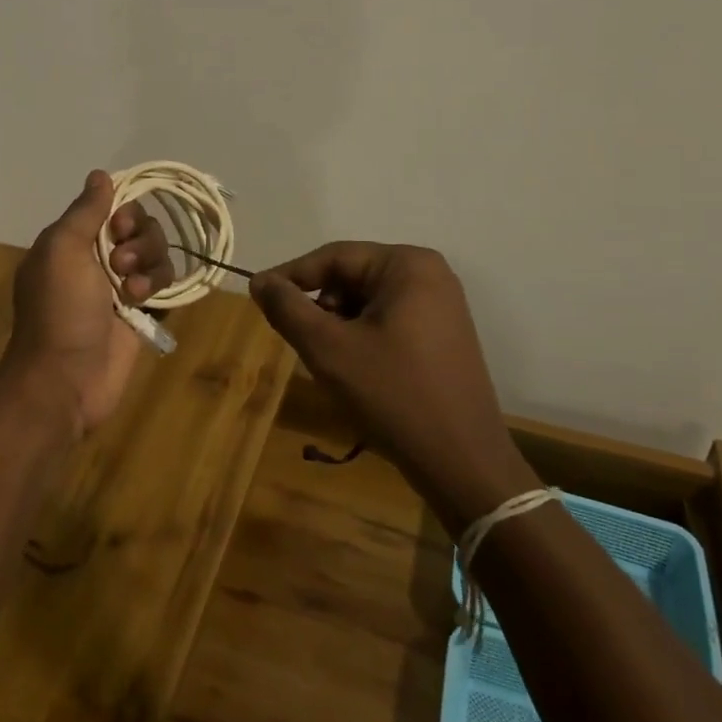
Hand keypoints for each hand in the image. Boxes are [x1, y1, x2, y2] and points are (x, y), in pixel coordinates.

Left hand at [3, 171, 173, 436]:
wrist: (65, 380)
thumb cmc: (59, 310)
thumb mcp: (62, 250)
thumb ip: (85, 211)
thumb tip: (100, 174)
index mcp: (72, 241)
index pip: (112, 207)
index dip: (124, 212)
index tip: (119, 227)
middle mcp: (97, 259)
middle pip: (140, 228)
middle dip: (139, 240)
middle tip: (120, 263)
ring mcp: (120, 287)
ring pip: (156, 255)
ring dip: (149, 265)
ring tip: (131, 290)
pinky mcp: (141, 313)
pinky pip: (164, 285)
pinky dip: (158, 287)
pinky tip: (142, 304)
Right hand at [250, 243, 531, 528]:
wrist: (463, 464)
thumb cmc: (394, 396)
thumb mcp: (329, 349)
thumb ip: (288, 308)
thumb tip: (260, 282)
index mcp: (408, 265)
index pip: (334, 257)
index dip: (291, 276)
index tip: (258, 297)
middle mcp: (429, 275)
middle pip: (351, 278)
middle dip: (320, 307)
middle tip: (298, 341)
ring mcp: (441, 306)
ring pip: (367, 302)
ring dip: (338, 326)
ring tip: (328, 363)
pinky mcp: (443, 336)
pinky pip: (388, 321)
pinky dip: (362, 338)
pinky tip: (355, 372)